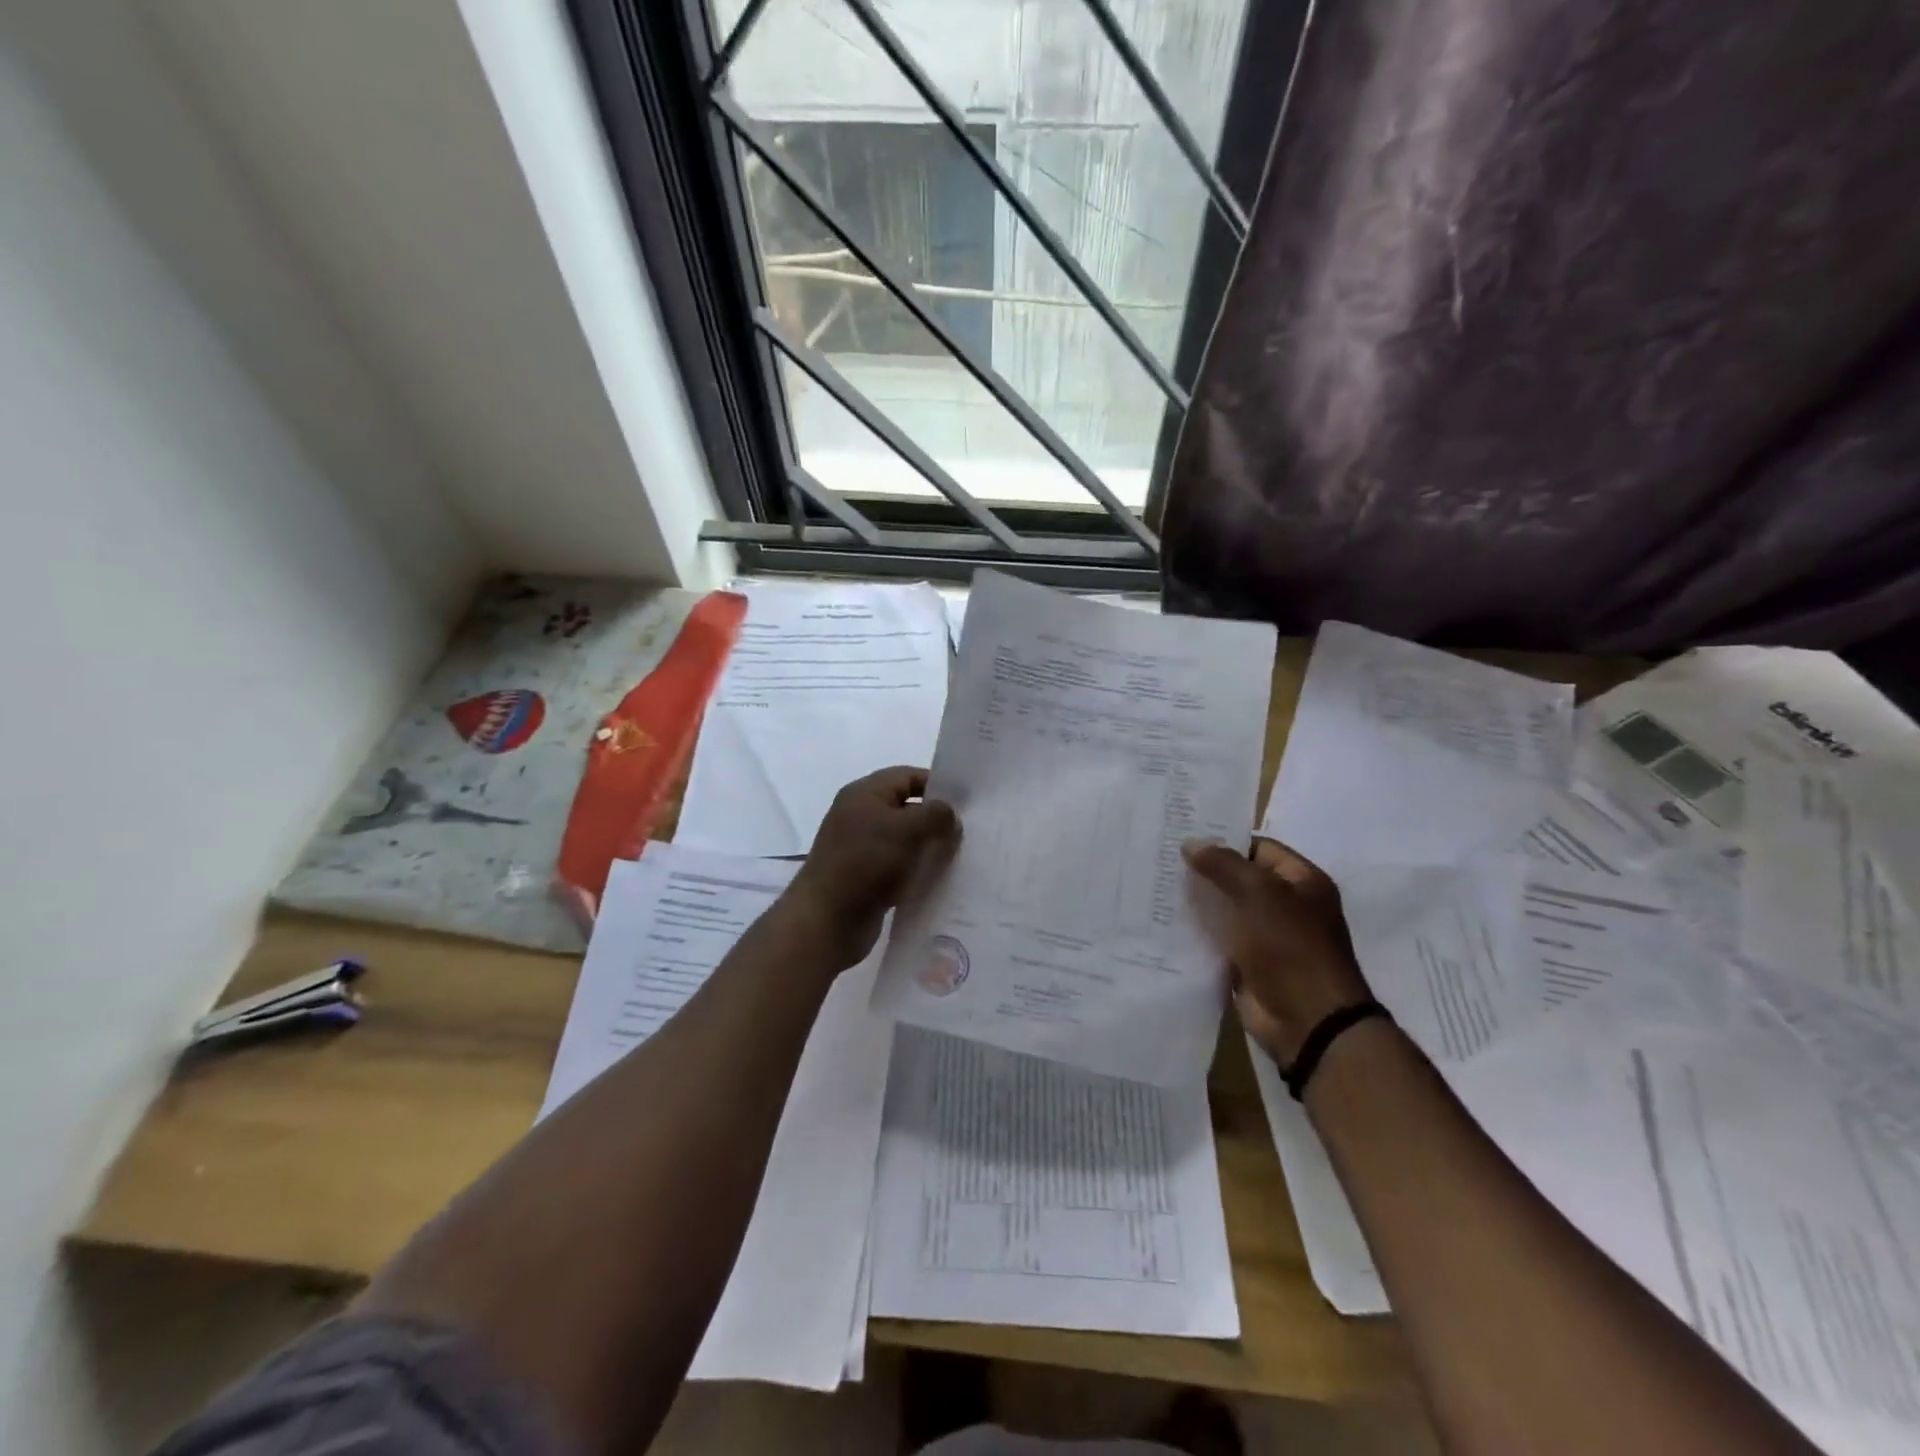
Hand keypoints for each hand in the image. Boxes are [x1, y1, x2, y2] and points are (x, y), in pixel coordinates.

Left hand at [785, 767, 960, 969]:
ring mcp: (860, 847)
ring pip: (904, 839)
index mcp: (864, 794)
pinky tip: (939, 880)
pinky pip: (897, 865)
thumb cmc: (866, 863)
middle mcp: (860, 816)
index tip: (967, 802)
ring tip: (959, 857)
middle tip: (968, 832)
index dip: (937, 785)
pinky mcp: (864, 876)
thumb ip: (936, 815)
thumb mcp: (907, 829)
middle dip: (936, 818)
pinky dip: (916, 869)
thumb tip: (950, 815)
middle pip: (906, 807)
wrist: (827, 920)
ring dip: (928, 847)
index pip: (907, 776)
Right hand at [1183, 837, 1372, 1065]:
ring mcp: (1267, 937)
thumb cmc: (1291, 947)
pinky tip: (1166, 922)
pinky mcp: (1248, 964)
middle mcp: (1287, 905)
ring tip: (1156, 886)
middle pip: (1240, 879)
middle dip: (1205, 872)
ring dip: (1198, 903)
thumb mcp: (1259, 894)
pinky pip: (1219, 940)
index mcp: (1302, 882)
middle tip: (1162, 859)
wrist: (1308, 1021)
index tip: (1183, 838)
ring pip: (1226, 910)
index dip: (1224, 842)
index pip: (1258, 848)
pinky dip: (1197, 933)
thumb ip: (1224, 865)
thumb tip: (1191, 842)